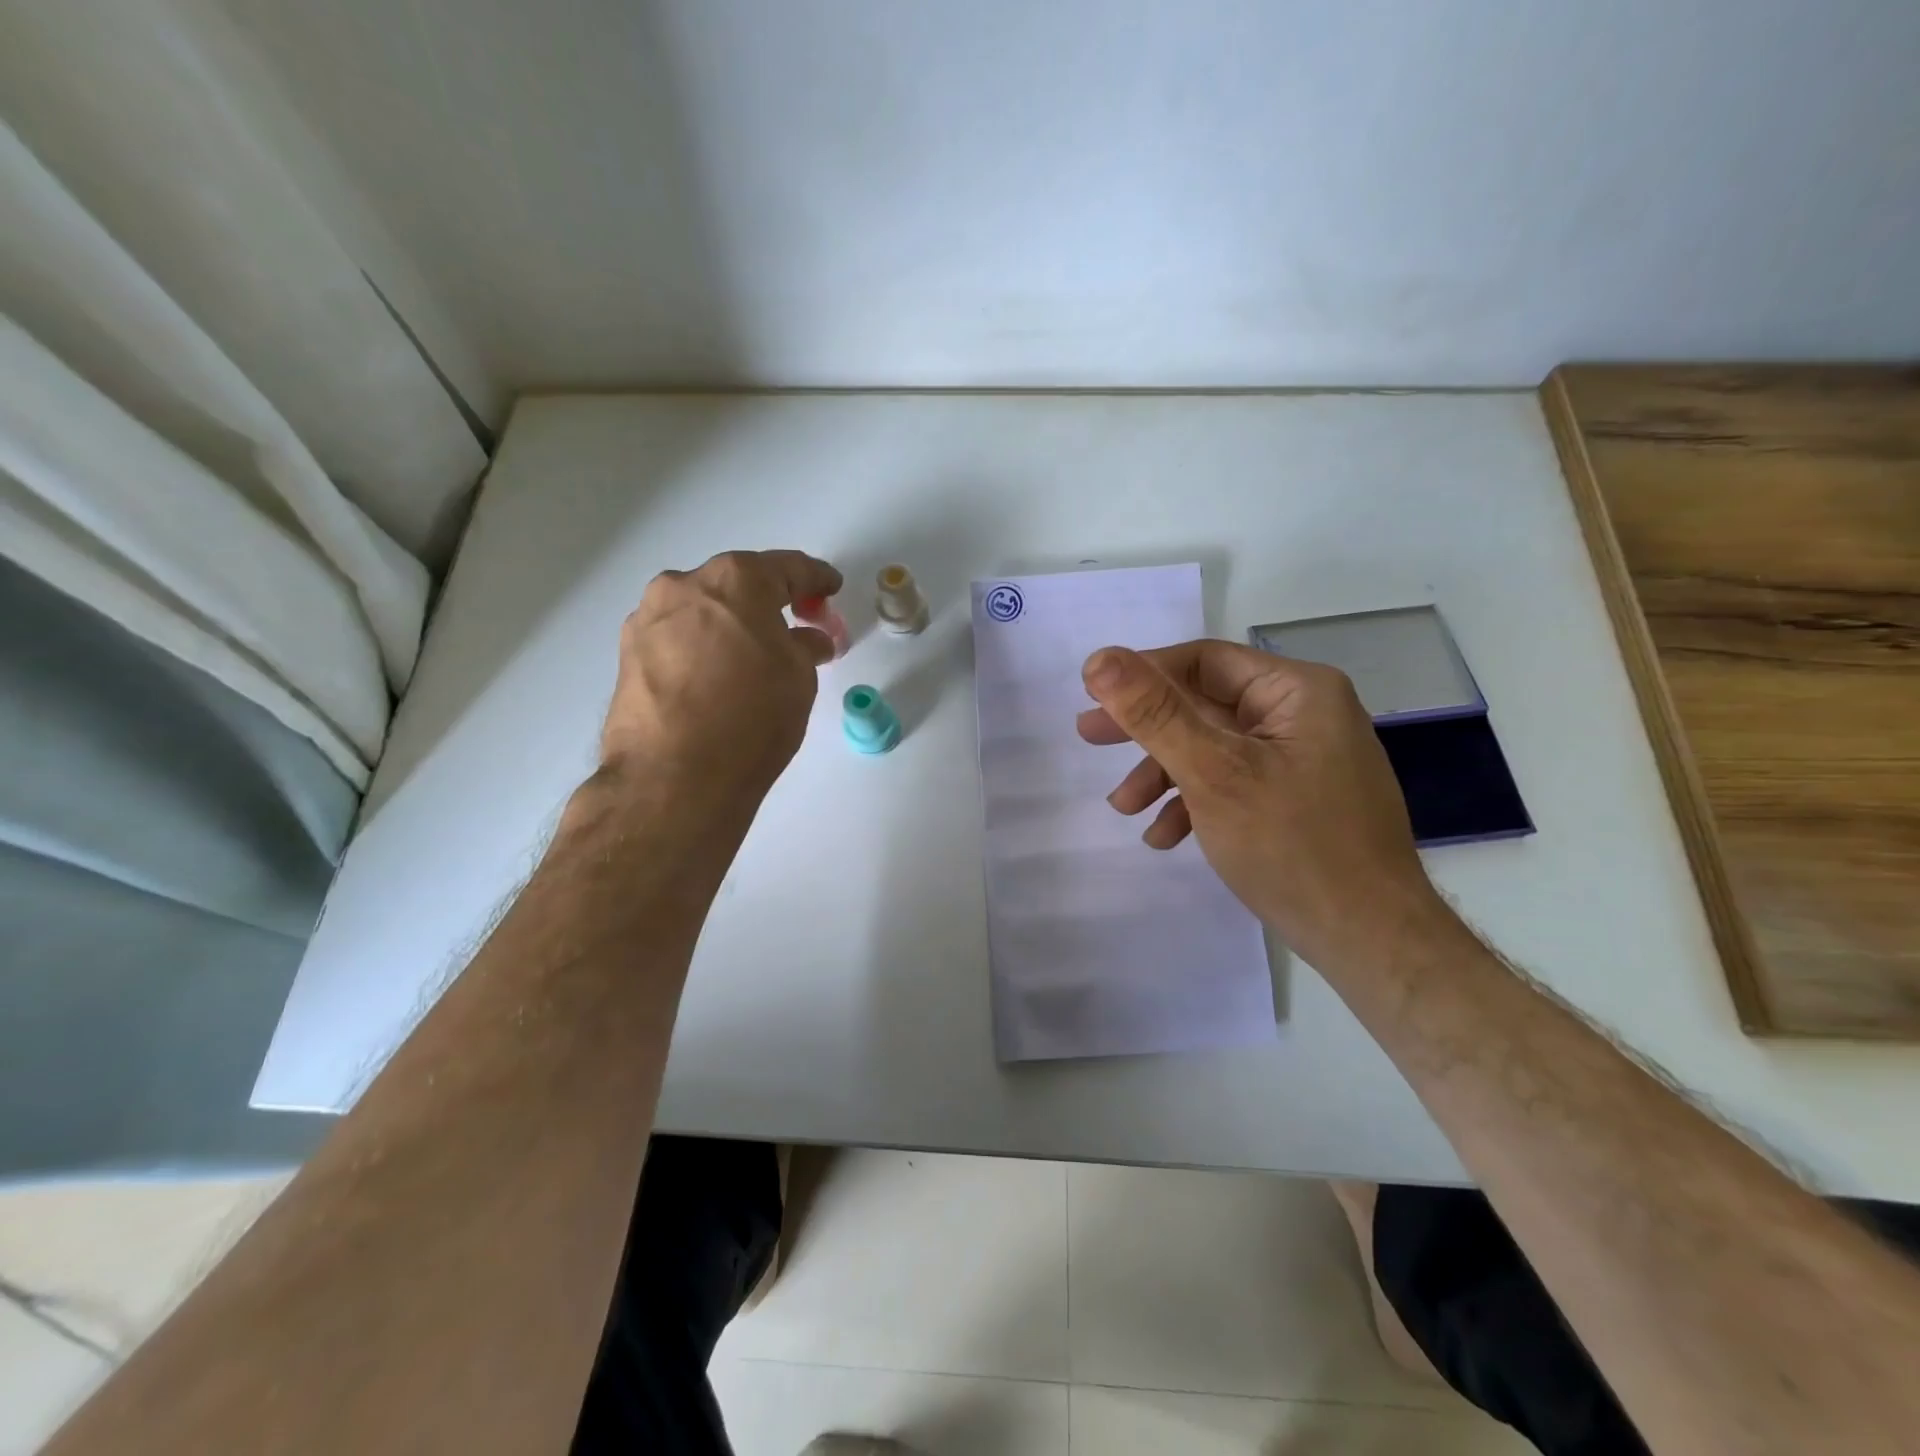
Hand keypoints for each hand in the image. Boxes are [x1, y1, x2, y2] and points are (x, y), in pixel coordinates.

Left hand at [599, 550, 842, 798]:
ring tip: (752, 656)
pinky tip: (716, 676)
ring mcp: (648, 619)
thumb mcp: (799, 678)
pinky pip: (678, 638)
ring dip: (730, 624)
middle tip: (795, 626)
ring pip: (701, 611)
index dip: (816, 578)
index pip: (787, 568)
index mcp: (736, 580)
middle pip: (737, 584)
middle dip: (768, 602)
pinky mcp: (627, 654)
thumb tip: (807, 640)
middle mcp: (684, 585)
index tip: (831, 587)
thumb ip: (805, 646)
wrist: (674, 776)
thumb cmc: (752, 717)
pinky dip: (702, 647)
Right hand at [1077, 640, 1446, 969]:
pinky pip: (1234, 782)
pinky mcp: (1297, 797)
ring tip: (1124, 807)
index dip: (1142, 674)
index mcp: (1297, 691)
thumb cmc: (1292, 846)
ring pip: (1213, 747)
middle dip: (1146, 729)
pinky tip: (1165, 836)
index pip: (1203, 661)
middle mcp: (1304, 714)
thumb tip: (1099, 659)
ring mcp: (1302, 758)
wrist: (1370, 940)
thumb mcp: (1212, 773)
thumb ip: (1154, 713)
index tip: (1091, 698)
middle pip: (1204, 703)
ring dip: (1164, 774)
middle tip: (1089, 738)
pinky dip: (1195, 801)